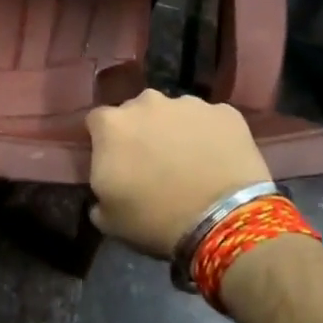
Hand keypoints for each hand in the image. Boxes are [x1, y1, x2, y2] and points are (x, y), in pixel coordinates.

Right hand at [86, 90, 272, 257]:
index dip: (104, 142)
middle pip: (136, 111)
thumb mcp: (108, 218)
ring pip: (174, 113)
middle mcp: (146, 102)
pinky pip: (210, 120)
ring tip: (188, 162)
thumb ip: (98, 194)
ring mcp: (189, 104)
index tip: (113, 162)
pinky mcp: (225, 113)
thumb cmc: (156, 219)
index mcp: (111, 124)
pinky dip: (210, 135)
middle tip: (151, 163)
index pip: (97, 122)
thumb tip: (104, 193)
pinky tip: (217, 160)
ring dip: (175, 130)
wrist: (225, 221)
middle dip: (140, 131)